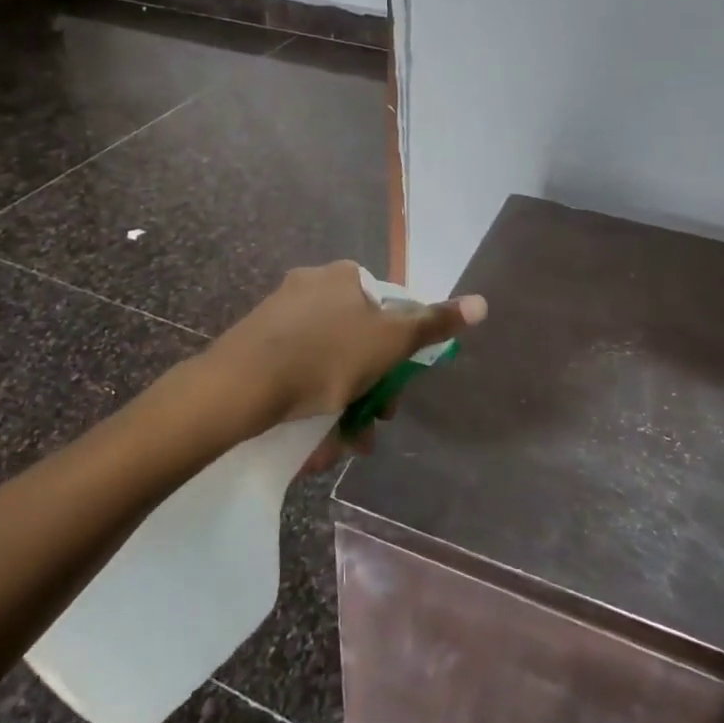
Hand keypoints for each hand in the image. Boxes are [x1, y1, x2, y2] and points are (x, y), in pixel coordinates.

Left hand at [208, 261, 486, 448]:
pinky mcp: (256, 343)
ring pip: (326, 362)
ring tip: (341, 446)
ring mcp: (280, 313)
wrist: (240, 384)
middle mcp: (312, 285)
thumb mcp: (391, 342)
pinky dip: (309, 403)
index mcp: (345, 276)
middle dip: (369, 388)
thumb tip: (482, 302)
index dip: (397, 355)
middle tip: (369, 426)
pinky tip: (311, 440)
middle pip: (357, 340)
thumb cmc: (327, 356)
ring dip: (341, 405)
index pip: (387, 312)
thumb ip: (434, 324)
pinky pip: (296, 372)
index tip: (394, 392)